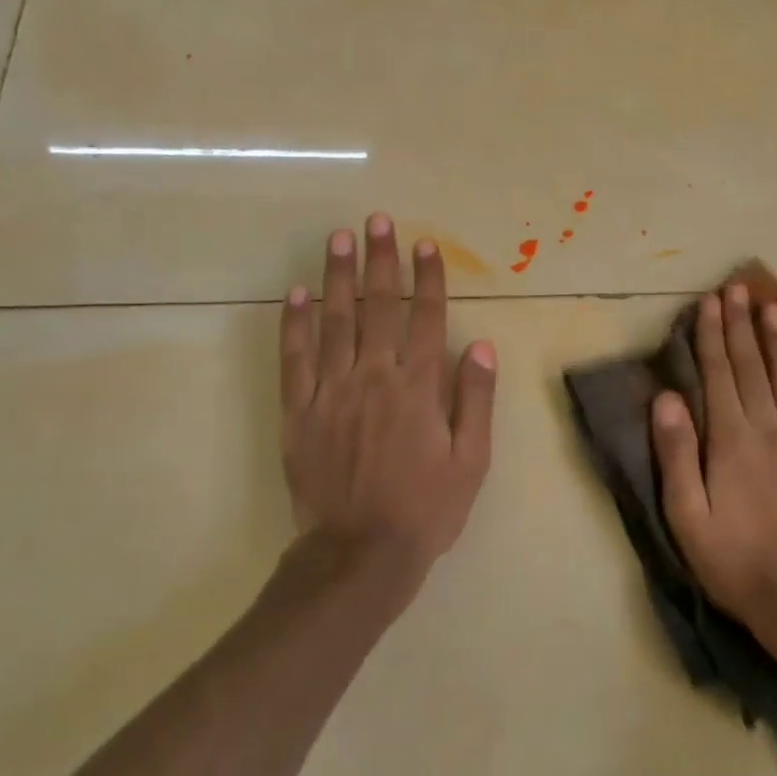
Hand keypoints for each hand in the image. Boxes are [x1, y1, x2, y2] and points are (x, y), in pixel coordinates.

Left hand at [280, 214, 496, 583]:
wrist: (359, 554)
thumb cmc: (425, 510)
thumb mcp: (471, 462)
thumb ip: (475, 401)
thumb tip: (482, 346)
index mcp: (418, 388)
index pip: (425, 318)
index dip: (426, 278)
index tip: (424, 244)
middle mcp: (374, 378)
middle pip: (378, 308)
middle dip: (380, 261)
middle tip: (377, 221)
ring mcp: (331, 392)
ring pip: (334, 322)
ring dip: (337, 276)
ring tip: (338, 238)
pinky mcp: (298, 411)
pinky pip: (295, 358)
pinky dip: (295, 323)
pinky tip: (296, 293)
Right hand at [651, 285, 776, 619]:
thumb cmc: (733, 560)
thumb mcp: (686, 513)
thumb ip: (676, 453)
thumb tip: (666, 397)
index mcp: (731, 440)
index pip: (718, 375)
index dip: (711, 336)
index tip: (710, 302)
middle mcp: (770, 430)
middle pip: (753, 368)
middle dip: (742, 326)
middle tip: (740, 288)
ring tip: (776, 308)